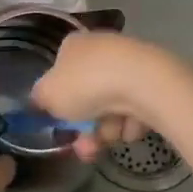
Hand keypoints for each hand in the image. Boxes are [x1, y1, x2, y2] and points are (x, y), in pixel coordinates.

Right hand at [32, 31, 170, 160]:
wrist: (142, 83)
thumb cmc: (86, 84)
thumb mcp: (48, 93)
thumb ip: (40, 98)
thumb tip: (41, 99)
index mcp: (73, 45)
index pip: (61, 72)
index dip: (59, 100)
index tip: (61, 122)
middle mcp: (101, 49)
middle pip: (87, 97)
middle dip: (85, 127)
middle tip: (85, 147)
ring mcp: (129, 65)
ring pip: (110, 109)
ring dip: (107, 130)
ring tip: (111, 137)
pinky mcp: (153, 82)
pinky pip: (134, 111)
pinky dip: (130, 123)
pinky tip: (131, 125)